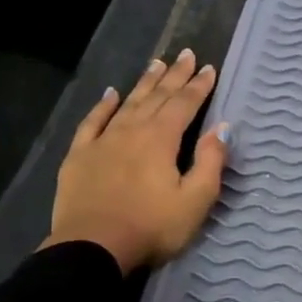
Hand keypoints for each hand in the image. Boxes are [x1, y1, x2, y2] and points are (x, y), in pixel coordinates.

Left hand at [41, 48, 229, 272]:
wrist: (93, 247)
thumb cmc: (152, 227)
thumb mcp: (195, 200)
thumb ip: (210, 162)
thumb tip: (222, 128)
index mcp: (161, 140)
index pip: (184, 105)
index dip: (198, 86)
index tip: (209, 68)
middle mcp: (132, 131)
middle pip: (157, 97)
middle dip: (174, 76)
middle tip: (185, 54)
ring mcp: (103, 141)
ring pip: (127, 103)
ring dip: (144, 83)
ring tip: (156, 64)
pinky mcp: (80, 155)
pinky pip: (93, 122)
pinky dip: (103, 105)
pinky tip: (110, 94)